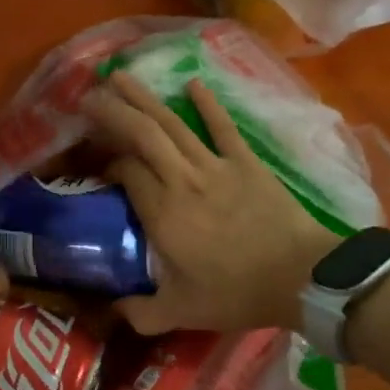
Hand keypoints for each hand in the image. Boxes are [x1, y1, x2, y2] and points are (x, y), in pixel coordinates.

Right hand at [83, 73, 337, 333]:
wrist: (301, 276)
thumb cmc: (237, 293)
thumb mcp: (181, 312)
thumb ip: (141, 313)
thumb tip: (112, 310)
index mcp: (162, 213)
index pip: (125, 173)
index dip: (107, 164)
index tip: (98, 168)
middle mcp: (182, 180)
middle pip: (141, 135)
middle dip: (113, 112)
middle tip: (88, 95)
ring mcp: (215, 166)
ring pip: (172, 124)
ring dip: (145, 98)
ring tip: (120, 76)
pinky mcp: (246, 162)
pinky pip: (222, 127)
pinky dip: (207, 105)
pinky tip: (192, 84)